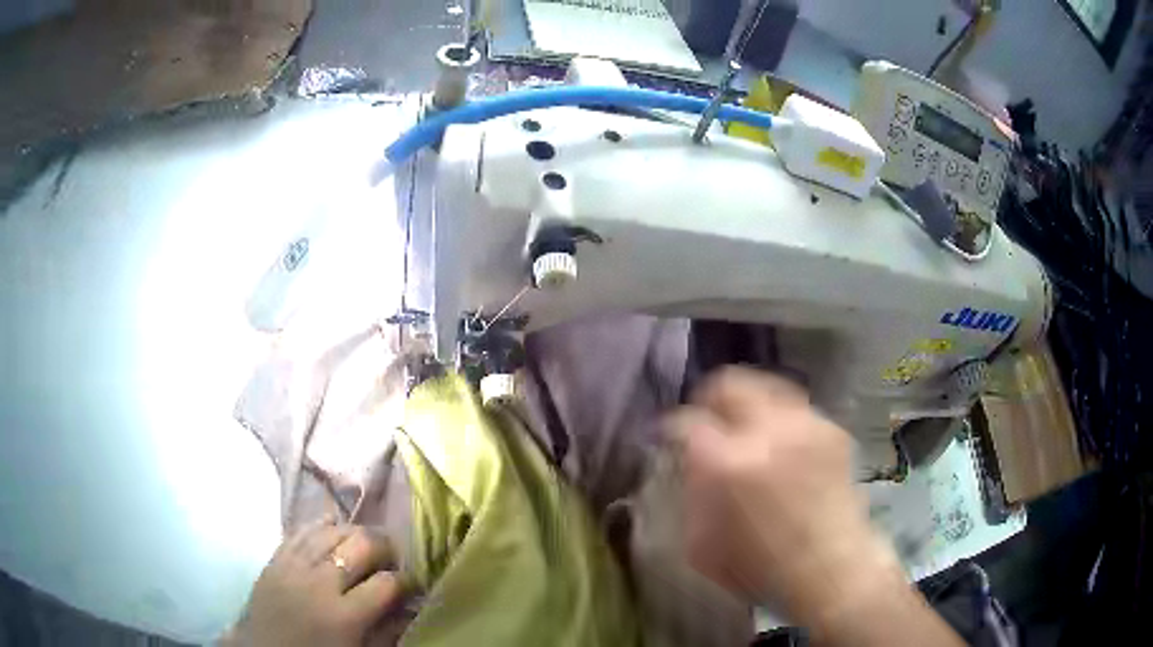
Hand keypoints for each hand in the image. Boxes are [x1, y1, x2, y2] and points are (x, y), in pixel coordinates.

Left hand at [225, 519, 402, 646]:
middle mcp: (319, 583)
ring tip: (365, 545)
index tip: (412, 584)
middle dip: (385, 547)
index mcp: (344, 616)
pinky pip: (301, 530)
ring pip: (332, 531)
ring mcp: (293, 566)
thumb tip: (409, 607)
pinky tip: (334, 526)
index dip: (406, 580)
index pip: (387, 583)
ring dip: (355, 533)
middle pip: (361, 544)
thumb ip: (386, 632)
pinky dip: (321, 526)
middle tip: (392, 559)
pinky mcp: (275, 558)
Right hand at [668, 367, 895, 625]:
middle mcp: (766, 431)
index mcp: (725, 463)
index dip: (671, 426)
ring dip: (750, 406)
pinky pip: (796, 410)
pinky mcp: (831, 430)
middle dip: (711, 398)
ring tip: (748, 429)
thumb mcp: (701, 543)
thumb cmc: (758, 568)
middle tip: (708, 418)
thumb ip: (692, 492)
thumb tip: (691, 463)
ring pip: (766, 387)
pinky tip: (783, 447)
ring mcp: (804, 425)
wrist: (829, 569)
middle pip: (730, 384)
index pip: (686, 420)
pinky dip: (781, 422)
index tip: (670, 434)